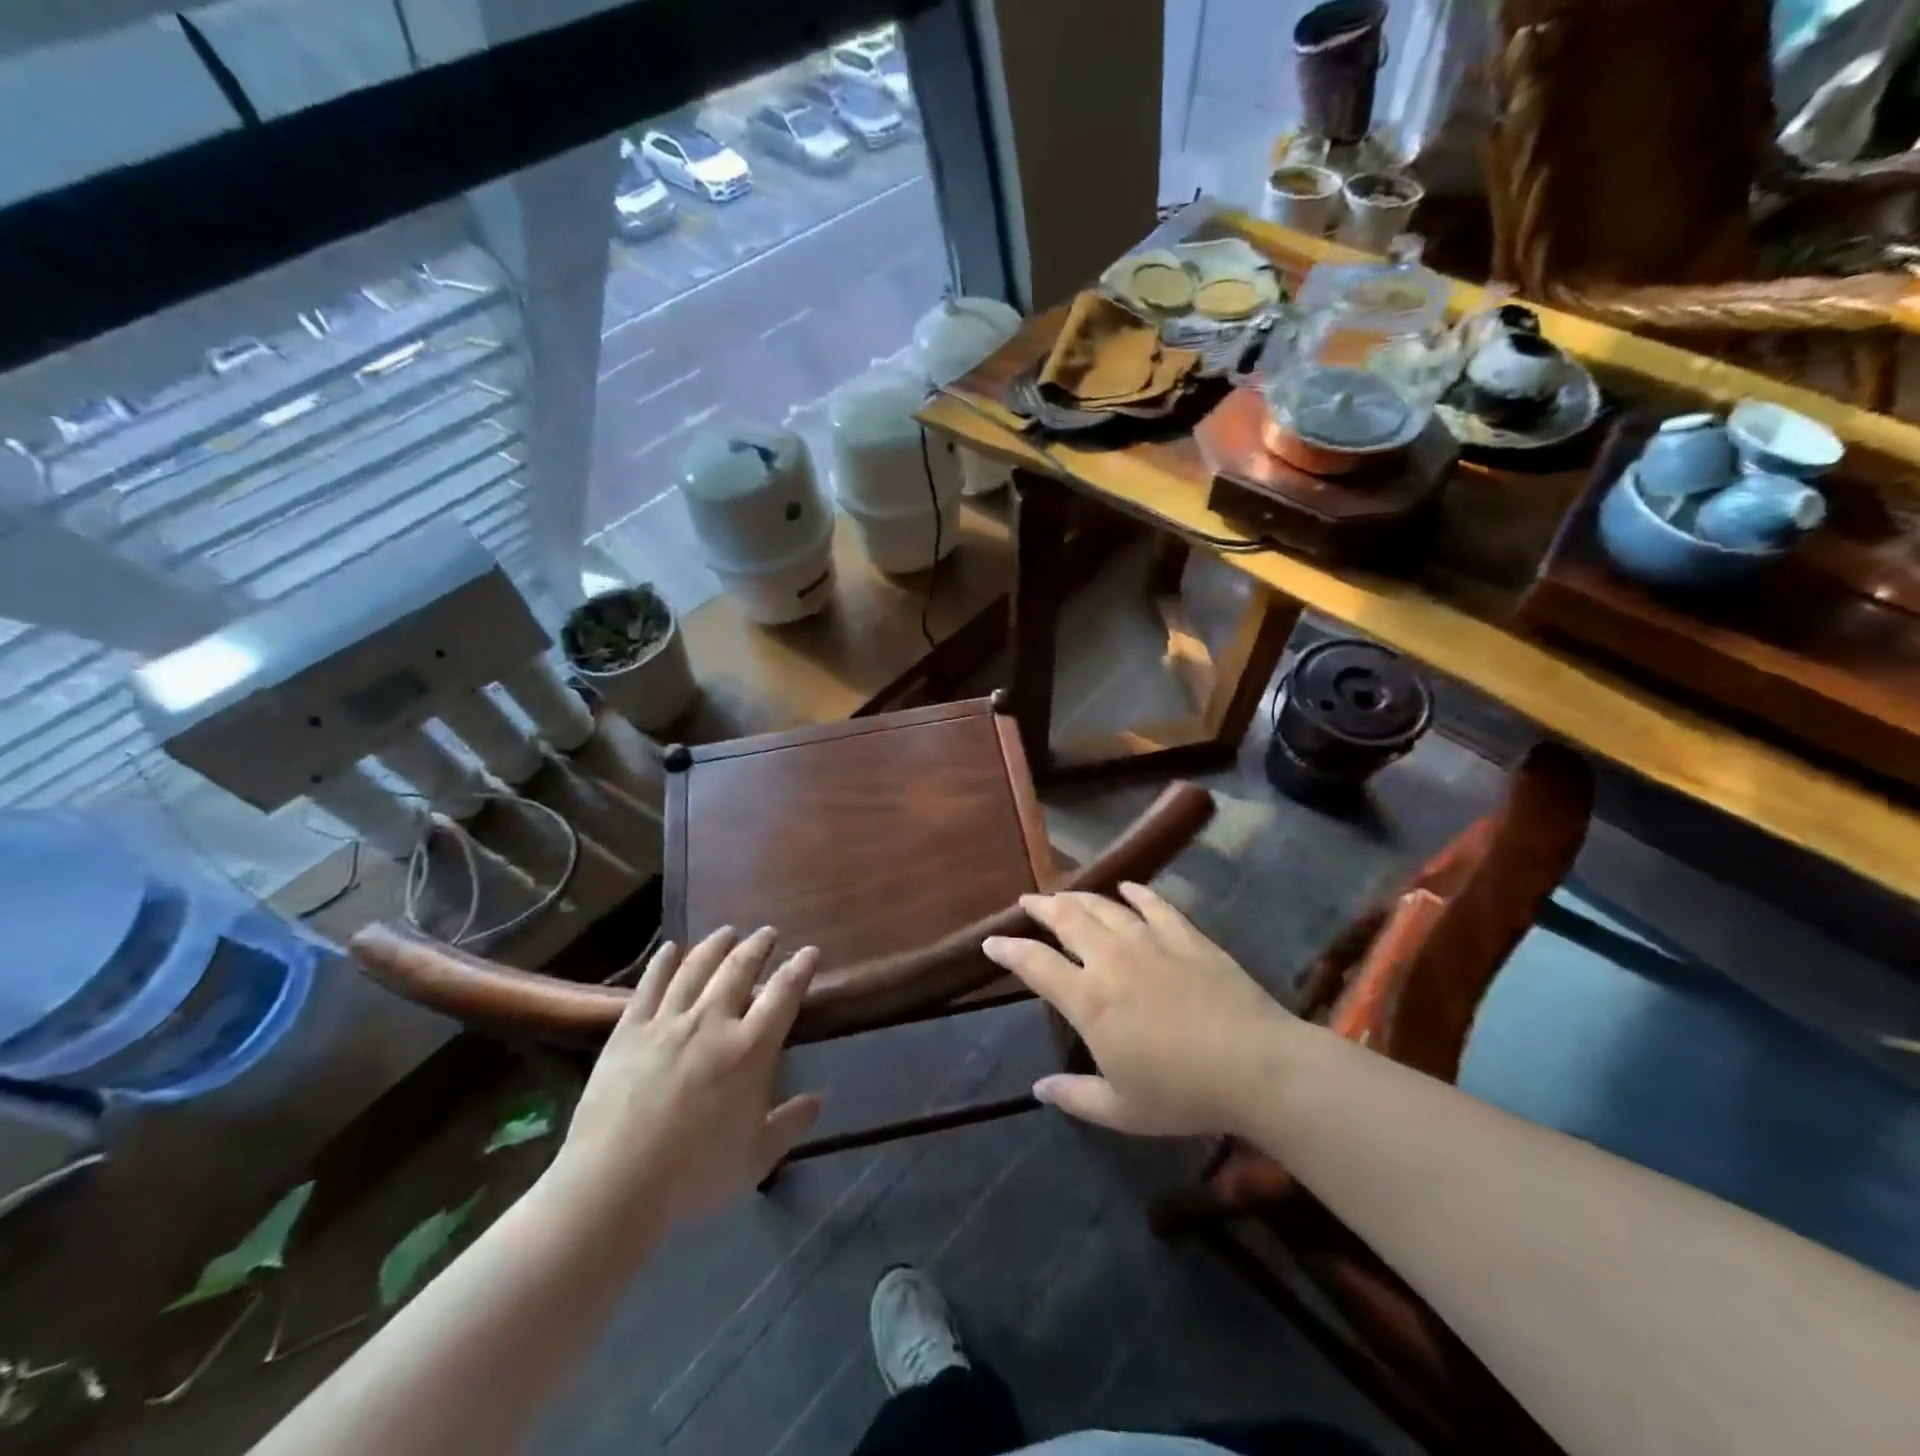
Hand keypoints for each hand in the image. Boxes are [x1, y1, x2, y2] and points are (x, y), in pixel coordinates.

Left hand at [547, 927, 822, 1228]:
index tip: (808, 951)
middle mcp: (712, 1022)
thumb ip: (790, 1125)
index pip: (783, 994)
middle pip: (740, 969)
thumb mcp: (755, 1159)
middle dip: (758, 946)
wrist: (614, 1185)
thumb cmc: (693, 1176)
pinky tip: (670, 949)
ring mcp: (668, 1022)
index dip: (799, 968)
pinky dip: (663, 962)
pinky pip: (650, 985)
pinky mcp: (629, 1030)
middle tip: (767, 933)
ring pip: (696, 967)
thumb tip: (818, 1099)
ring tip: (727, 932)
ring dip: (715, 945)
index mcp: (750, 1050)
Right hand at [983, 883, 1294, 1136]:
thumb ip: (1075, 1097)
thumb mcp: (1122, 1110)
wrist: (1256, 1066)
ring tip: (1064, 893)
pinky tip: (1127, 887)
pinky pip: (1154, 905)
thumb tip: (1039, 1089)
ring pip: (1104, 906)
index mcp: (1089, 1000)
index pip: (1035, 965)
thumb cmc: (1183, 1093)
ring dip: (1079, 897)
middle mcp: (1111, 960)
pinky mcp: (1186, 936)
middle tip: (1027, 901)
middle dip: (1041, 907)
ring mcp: (1150, 941)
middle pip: (1066, 920)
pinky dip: (1136, 893)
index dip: (1008, 951)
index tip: (991, 942)